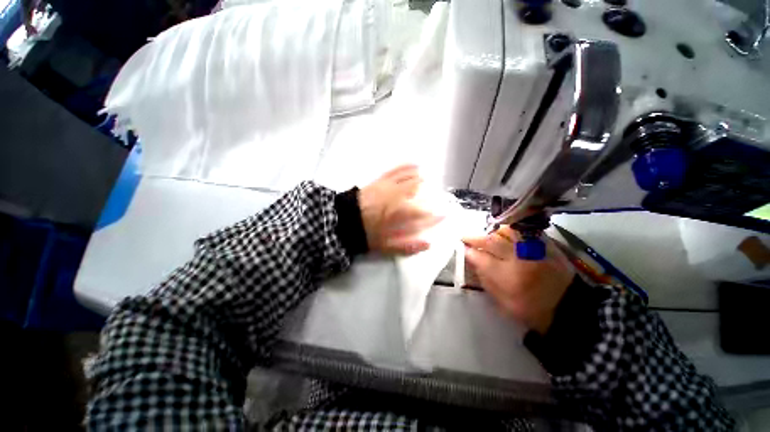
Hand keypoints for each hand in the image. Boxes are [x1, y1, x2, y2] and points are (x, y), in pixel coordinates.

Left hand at [358, 165, 441, 254]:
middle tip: (436, 197)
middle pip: (418, 191)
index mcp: (398, 213)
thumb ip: (407, 246)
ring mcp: (388, 186)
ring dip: (420, 179)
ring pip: (409, 178)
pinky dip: (406, 167)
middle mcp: (396, 197)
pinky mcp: (380, 180)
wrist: (343, 219)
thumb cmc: (364, 233)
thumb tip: (427, 245)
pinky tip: (414, 165)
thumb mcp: (385, 245)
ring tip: (428, 180)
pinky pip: (396, 171)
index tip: (444, 216)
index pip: (423, 213)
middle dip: (429, 194)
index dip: (435, 215)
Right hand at [463, 226, 574, 334]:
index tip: (461, 248)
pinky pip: (522, 231)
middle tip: (465, 236)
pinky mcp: (545, 245)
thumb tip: (472, 261)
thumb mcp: (503, 302)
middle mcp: (519, 259)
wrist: (568, 307)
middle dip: (474, 238)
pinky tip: (502, 232)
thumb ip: (485, 280)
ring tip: (484, 234)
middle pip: (491, 241)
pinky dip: (509, 230)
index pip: (481, 258)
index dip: (468, 251)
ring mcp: (533, 249)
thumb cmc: (531, 309)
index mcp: (508, 277)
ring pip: (506, 232)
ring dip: (491, 232)